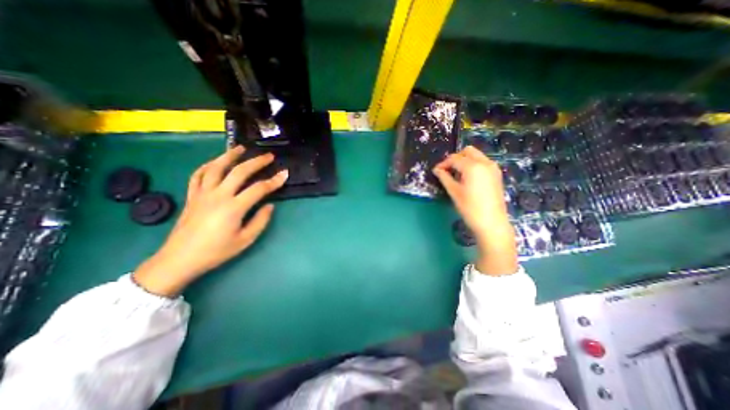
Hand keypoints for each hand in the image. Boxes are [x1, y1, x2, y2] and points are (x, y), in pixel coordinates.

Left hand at [132, 146, 287, 295]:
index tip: (285, 173)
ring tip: (240, 147)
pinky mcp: (192, 196)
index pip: (259, 189)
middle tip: (269, 156)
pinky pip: (198, 175)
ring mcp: (202, 193)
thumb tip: (270, 205)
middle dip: (256, 162)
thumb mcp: (245, 240)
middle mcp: (218, 195)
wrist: (180, 259)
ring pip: (216, 168)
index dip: (274, 181)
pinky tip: (216, 162)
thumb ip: (260, 221)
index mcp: (234, 208)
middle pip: (239, 172)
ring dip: (230, 155)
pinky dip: (208, 165)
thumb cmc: (216, 251)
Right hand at [433, 146, 518, 276]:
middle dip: (455, 158)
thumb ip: (444, 177)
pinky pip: (483, 162)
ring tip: (456, 175)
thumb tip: (437, 170)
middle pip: (467, 151)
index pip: (454, 158)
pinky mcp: (497, 174)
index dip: (443, 164)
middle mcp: (485, 163)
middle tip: (447, 170)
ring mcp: (493, 168)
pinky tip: (468, 178)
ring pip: (476, 155)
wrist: (492, 223)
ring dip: (465, 161)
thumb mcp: (454, 192)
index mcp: (473, 167)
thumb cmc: (470, 208)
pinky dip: (473, 165)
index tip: (436, 171)